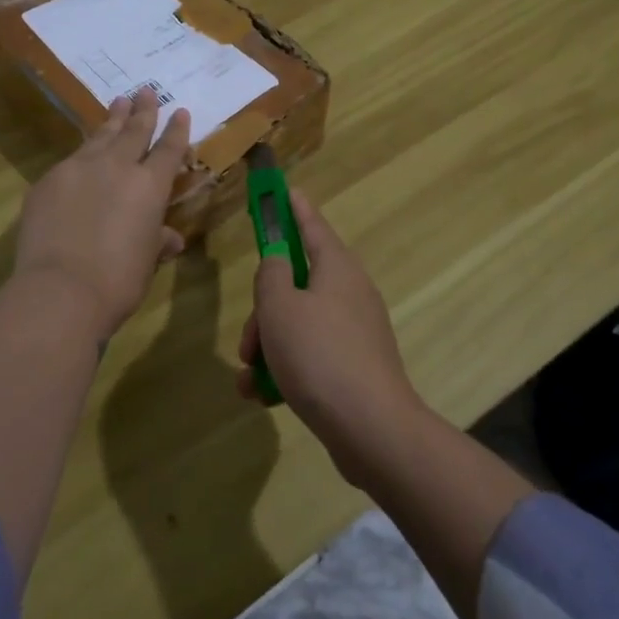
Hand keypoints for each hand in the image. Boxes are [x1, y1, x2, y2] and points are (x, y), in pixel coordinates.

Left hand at [14, 89, 190, 335]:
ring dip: (111, 119)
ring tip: (118, 102)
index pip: (168, 150)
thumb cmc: (118, 280)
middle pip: (133, 131)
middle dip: (142, 111)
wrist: (61, 289)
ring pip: (100, 136)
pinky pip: (70, 159)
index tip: (179, 111)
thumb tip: (170, 238)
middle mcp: (116, 167)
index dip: (176, 131)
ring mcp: (78, 169)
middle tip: (145, 91)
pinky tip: (81, 154)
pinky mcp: (48, 181)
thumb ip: (157, 241)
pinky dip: (82, 152)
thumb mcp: (146, 260)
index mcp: (150, 186)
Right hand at [236, 189, 423, 475]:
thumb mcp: (280, 307)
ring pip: (298, 323)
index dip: (294, 208)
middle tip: (248, 343)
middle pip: (296, 284)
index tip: (285, 189)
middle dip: (265, 312)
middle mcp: (350, 294)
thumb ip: (271, 275)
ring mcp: (355, 332)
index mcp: (337, 269)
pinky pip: (311, 355)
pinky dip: (286, 369)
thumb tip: (278, 261)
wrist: (371, 429)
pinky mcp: (354, 366)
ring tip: (250, 378)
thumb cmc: (319, 356)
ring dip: (269, 346)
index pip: (312, 226)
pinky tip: (263, 395)